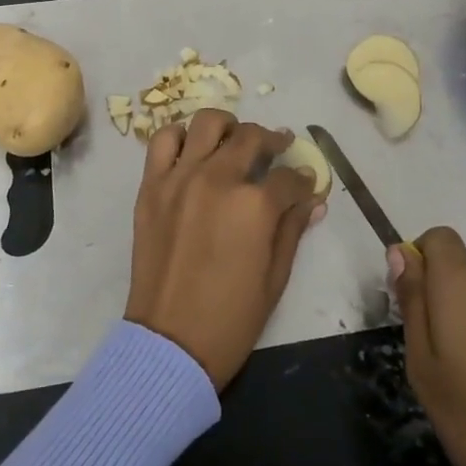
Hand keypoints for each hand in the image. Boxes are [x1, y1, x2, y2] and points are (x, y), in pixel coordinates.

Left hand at [124, 110, 324, 390]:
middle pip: (251, 137)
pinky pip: (164, 141)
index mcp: (255, 205)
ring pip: (207, 124)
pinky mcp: (151, 186)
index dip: (303, 179)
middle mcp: (218, 179)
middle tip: (278, 148)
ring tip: (234, 141)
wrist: (170, 342)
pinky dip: (181, 136)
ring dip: (228, 128)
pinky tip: (193, 151)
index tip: (306, 183)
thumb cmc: (232, 318)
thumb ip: (293, 230)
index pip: (288, 177)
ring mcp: (180, 178)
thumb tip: (314, 201)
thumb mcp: (276, 277)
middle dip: (272, 140)